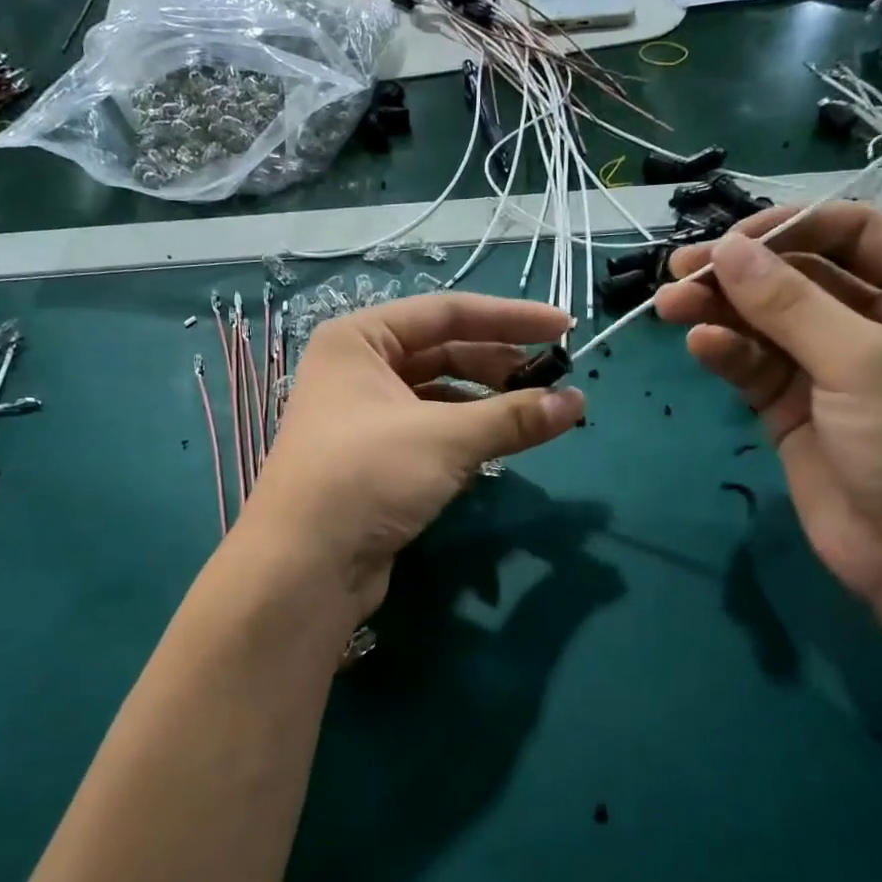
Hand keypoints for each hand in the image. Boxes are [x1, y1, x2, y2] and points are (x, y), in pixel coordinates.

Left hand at [242, 293, 585, 614]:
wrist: (304, 568)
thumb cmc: (366, 477)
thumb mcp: (444, 438)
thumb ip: (513, 416)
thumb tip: (577, 403)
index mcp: (358, 340)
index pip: (446, 313)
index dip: (510, 318)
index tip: (564, 328)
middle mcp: (357, 370)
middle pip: (443, 353)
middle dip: (500, 365)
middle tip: (554, 380)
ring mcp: (364, 418)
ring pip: (439, 396)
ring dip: (488, 404)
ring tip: (537, 414)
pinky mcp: (376, 461)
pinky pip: (432, 433)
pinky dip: (468, 436)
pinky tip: (501, 447)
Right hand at [655, 202, 881, 604]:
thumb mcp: (864, 361)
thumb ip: (789, 305)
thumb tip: (725, 249)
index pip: (850, 233)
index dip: (789, 228)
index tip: (729, 239)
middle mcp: (876, 321)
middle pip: (797, 277)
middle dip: (740, 273)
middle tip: (680, 272)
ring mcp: (829, 367)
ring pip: (765, 323)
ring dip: (720, 311)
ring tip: (670, 307)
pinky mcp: (791, 407)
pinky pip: (754, 366)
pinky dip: (726, 353)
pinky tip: (701, 346)